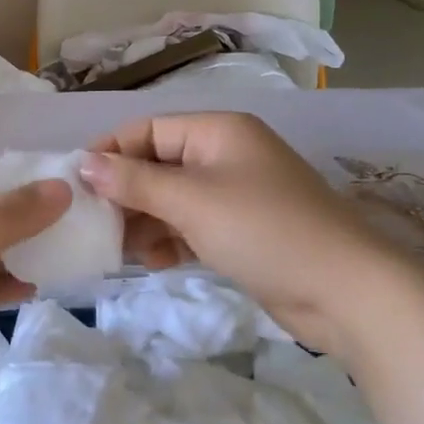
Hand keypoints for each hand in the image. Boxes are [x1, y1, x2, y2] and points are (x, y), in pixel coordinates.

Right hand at [81, 112, 423, 353]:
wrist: (347, 292)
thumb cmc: (263, 229)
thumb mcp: (191, 201)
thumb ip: (135, 181)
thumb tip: (84, 163)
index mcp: (217, 131)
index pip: (148, 130)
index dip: (110, 152)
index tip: (76, 182)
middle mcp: (224, 155)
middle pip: (158, 164)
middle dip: (125, 192)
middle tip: (92, 221)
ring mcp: (235, 194)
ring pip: (172, 198)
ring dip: (143, 220)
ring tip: (116, 248)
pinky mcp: (242, 231)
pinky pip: (192, 226)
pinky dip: (169, 239)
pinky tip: (150, 262)